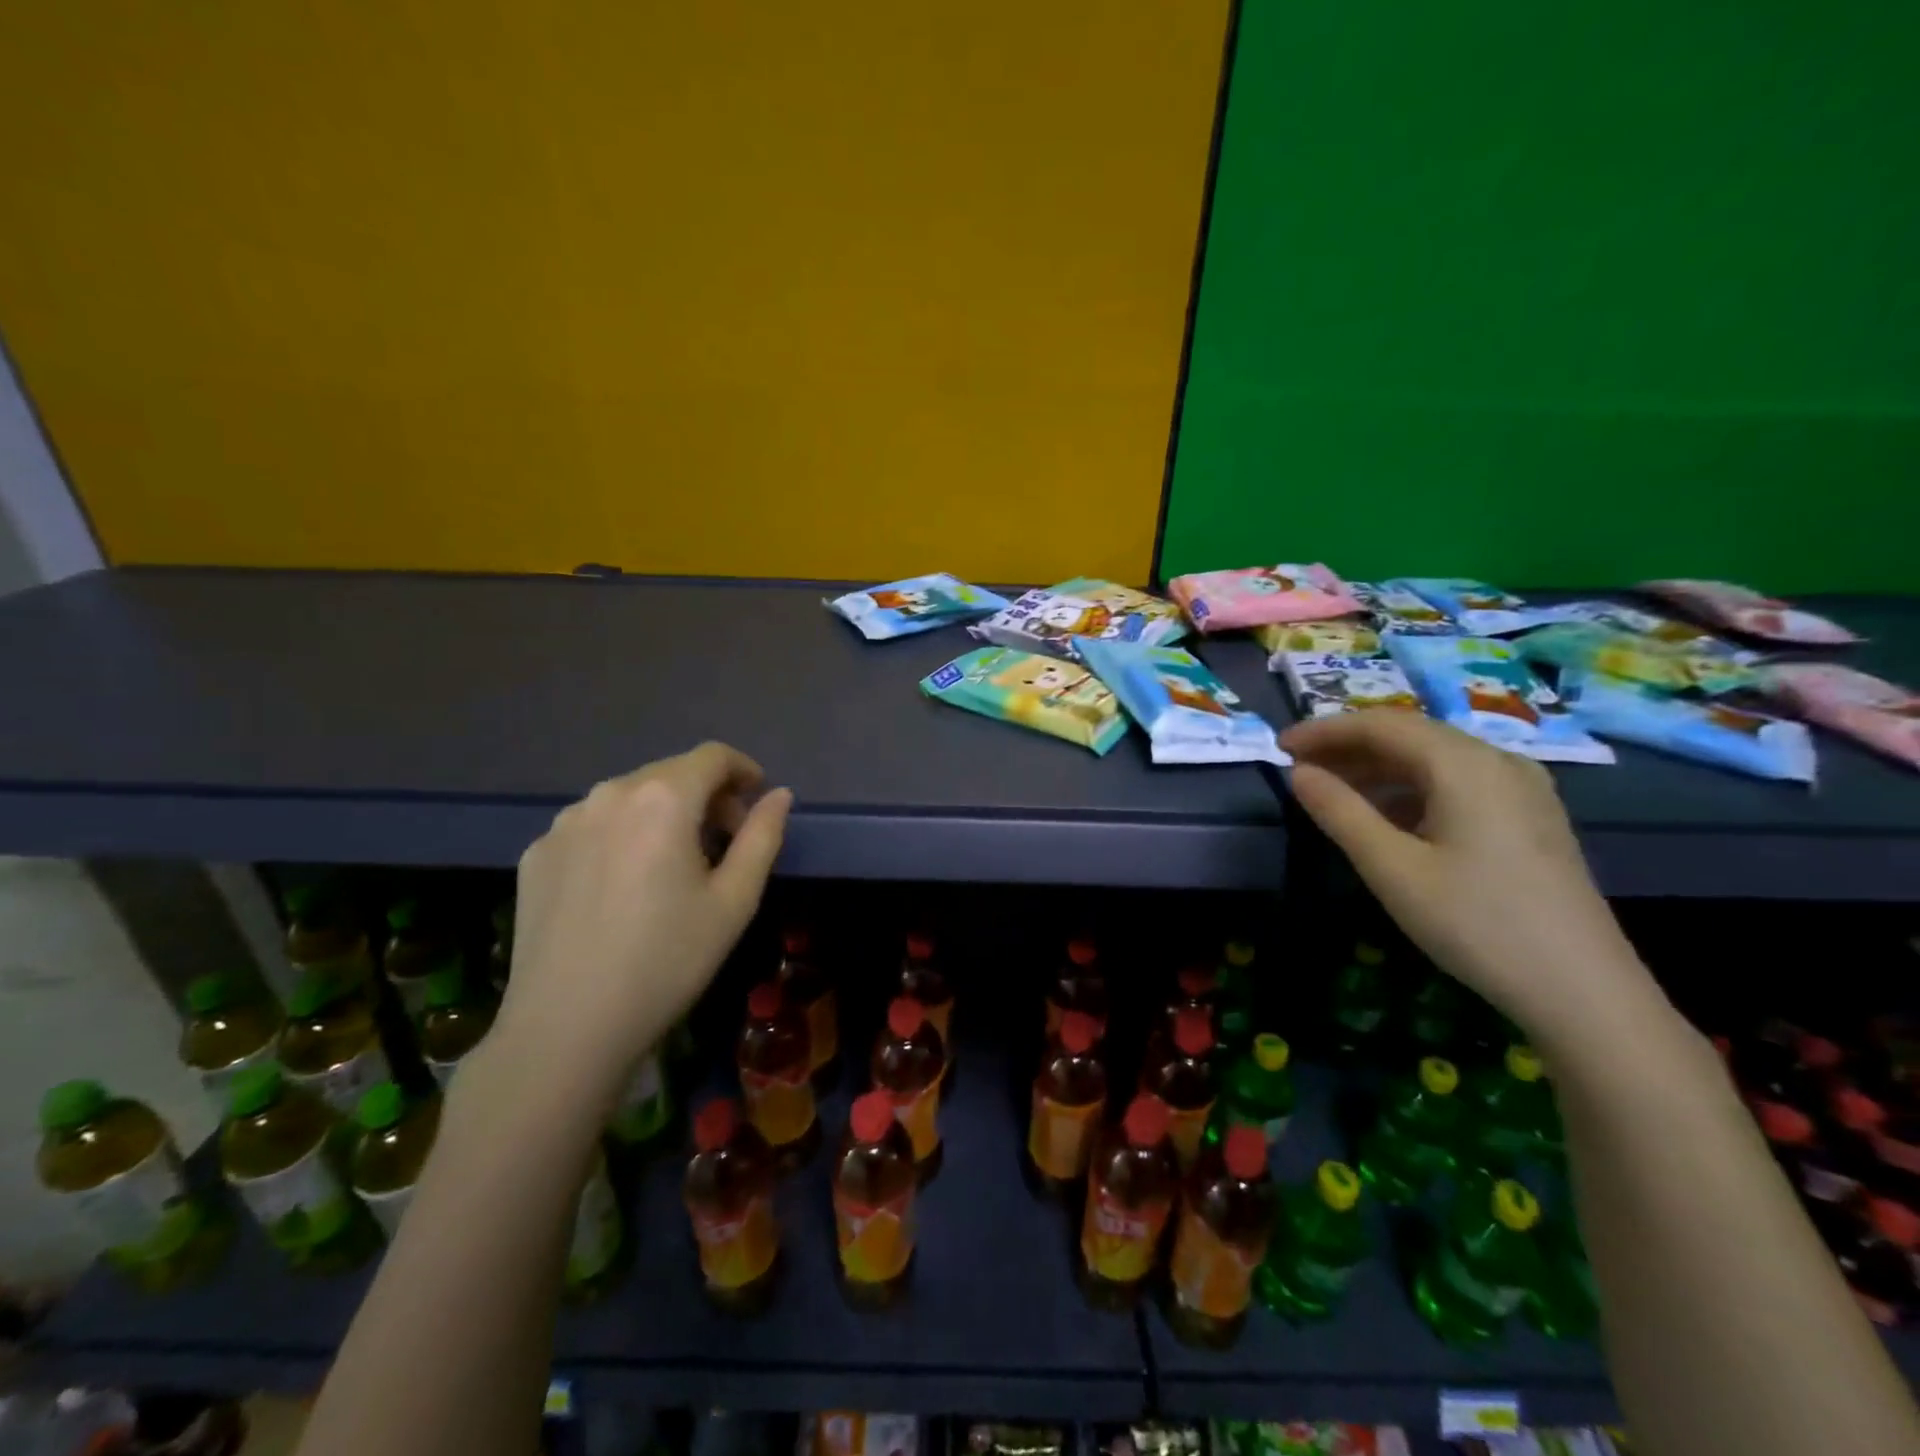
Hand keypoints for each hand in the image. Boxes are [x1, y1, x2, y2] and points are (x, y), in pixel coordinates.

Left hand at [496, 742, 791, 1101]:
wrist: (566, 1028)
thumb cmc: (667, 961)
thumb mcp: (735, 900)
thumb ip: (763, 836)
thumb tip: (778, 796)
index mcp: (663, 799)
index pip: (713, 756)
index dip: (743, 770)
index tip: (758, 799)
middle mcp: (609, 795)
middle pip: (671, 773)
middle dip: (707, 796)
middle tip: (724, 843)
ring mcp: (564, 824)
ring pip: (630, 798)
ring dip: (663, 815)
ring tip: (673, 867)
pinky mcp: (536, 854)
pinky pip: (593, 826)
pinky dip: (622, 837)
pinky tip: (624, 888)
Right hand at [1281, 710, 1656, 1045]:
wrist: (1584, 992)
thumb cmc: (1477, 924)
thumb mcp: (1393, 869)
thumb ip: (1340, 812)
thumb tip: (1299, 773)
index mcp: (1466, 765)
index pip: (1382, 725)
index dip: (1326, 731)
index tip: (1280, 747)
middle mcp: (1499, 762)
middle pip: (1411, 735)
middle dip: (1350, 746)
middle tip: (1300, 768)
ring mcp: (1522, 789)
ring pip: (1435, 759)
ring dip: (1378, 768)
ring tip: (1333, 791)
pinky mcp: (1530, 818)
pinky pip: (1458, 783)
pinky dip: (1411, 788)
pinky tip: (1387, 817)